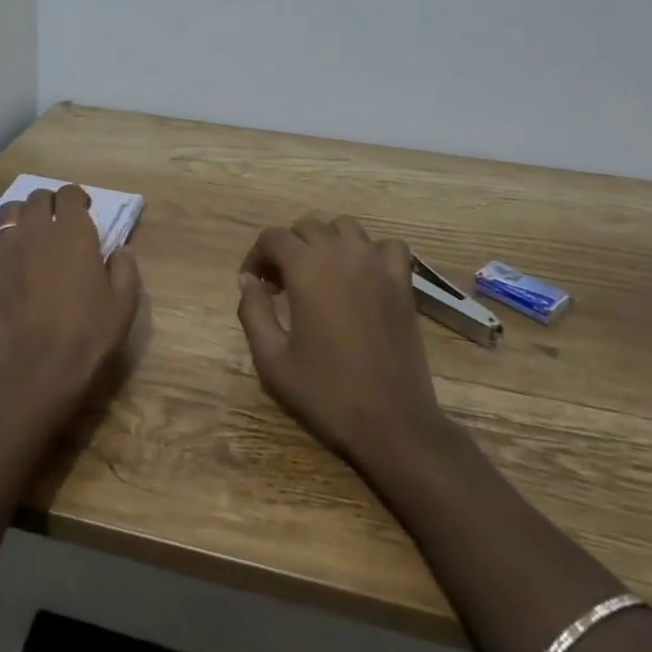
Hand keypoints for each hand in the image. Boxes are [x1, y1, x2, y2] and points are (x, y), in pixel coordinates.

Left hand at [0, 184, 141, 424]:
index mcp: (73, 233)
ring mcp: (4, 250)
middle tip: (58, 223)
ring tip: (27, 233)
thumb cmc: (87, 339)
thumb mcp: (124, 305)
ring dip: (18, 215)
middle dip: (49, 203)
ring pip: (6, 212)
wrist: (35, 376)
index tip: (85, 212)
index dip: (77, 198)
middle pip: (37, 197)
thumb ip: (125, 269)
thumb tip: (120, 249)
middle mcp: (36, 231)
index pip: (70, 193)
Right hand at [237, 216, 451, 475]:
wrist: (392, 423)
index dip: (256, 256)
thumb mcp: (272, 360)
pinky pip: (387, 246)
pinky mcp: (403, 284)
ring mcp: (378, 266)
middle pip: (307, 227)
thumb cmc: (326, 394)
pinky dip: (370, 251)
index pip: (273, 238)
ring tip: (318, 274)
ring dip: (325, 242)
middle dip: (287, 249)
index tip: (254, 284)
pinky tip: (361, 275)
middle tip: (280, 285)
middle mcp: (342, 256)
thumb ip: (253, 312)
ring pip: (345, 227)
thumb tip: (248, 280)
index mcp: (307, 270)